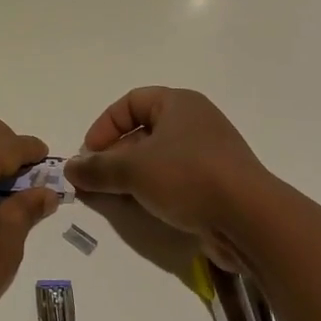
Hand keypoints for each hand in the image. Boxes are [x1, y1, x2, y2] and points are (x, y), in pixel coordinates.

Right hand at [65, 88, 269, 248]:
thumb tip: (70, 168)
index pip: (130, 102)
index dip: (104, 126)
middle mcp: (196, 122)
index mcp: (179, 103)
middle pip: (143, 131)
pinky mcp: (217, 183)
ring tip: (114, 197)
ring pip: (159, 158)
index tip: (88, 154)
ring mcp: (209, 153)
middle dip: (115, 155)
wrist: (249, 218)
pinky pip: (176, 179)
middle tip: (96, 180)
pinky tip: (143, 209)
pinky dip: (155, 190)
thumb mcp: (133, 170)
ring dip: (132, 176)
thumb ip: (98, 168)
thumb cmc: (188, 177)